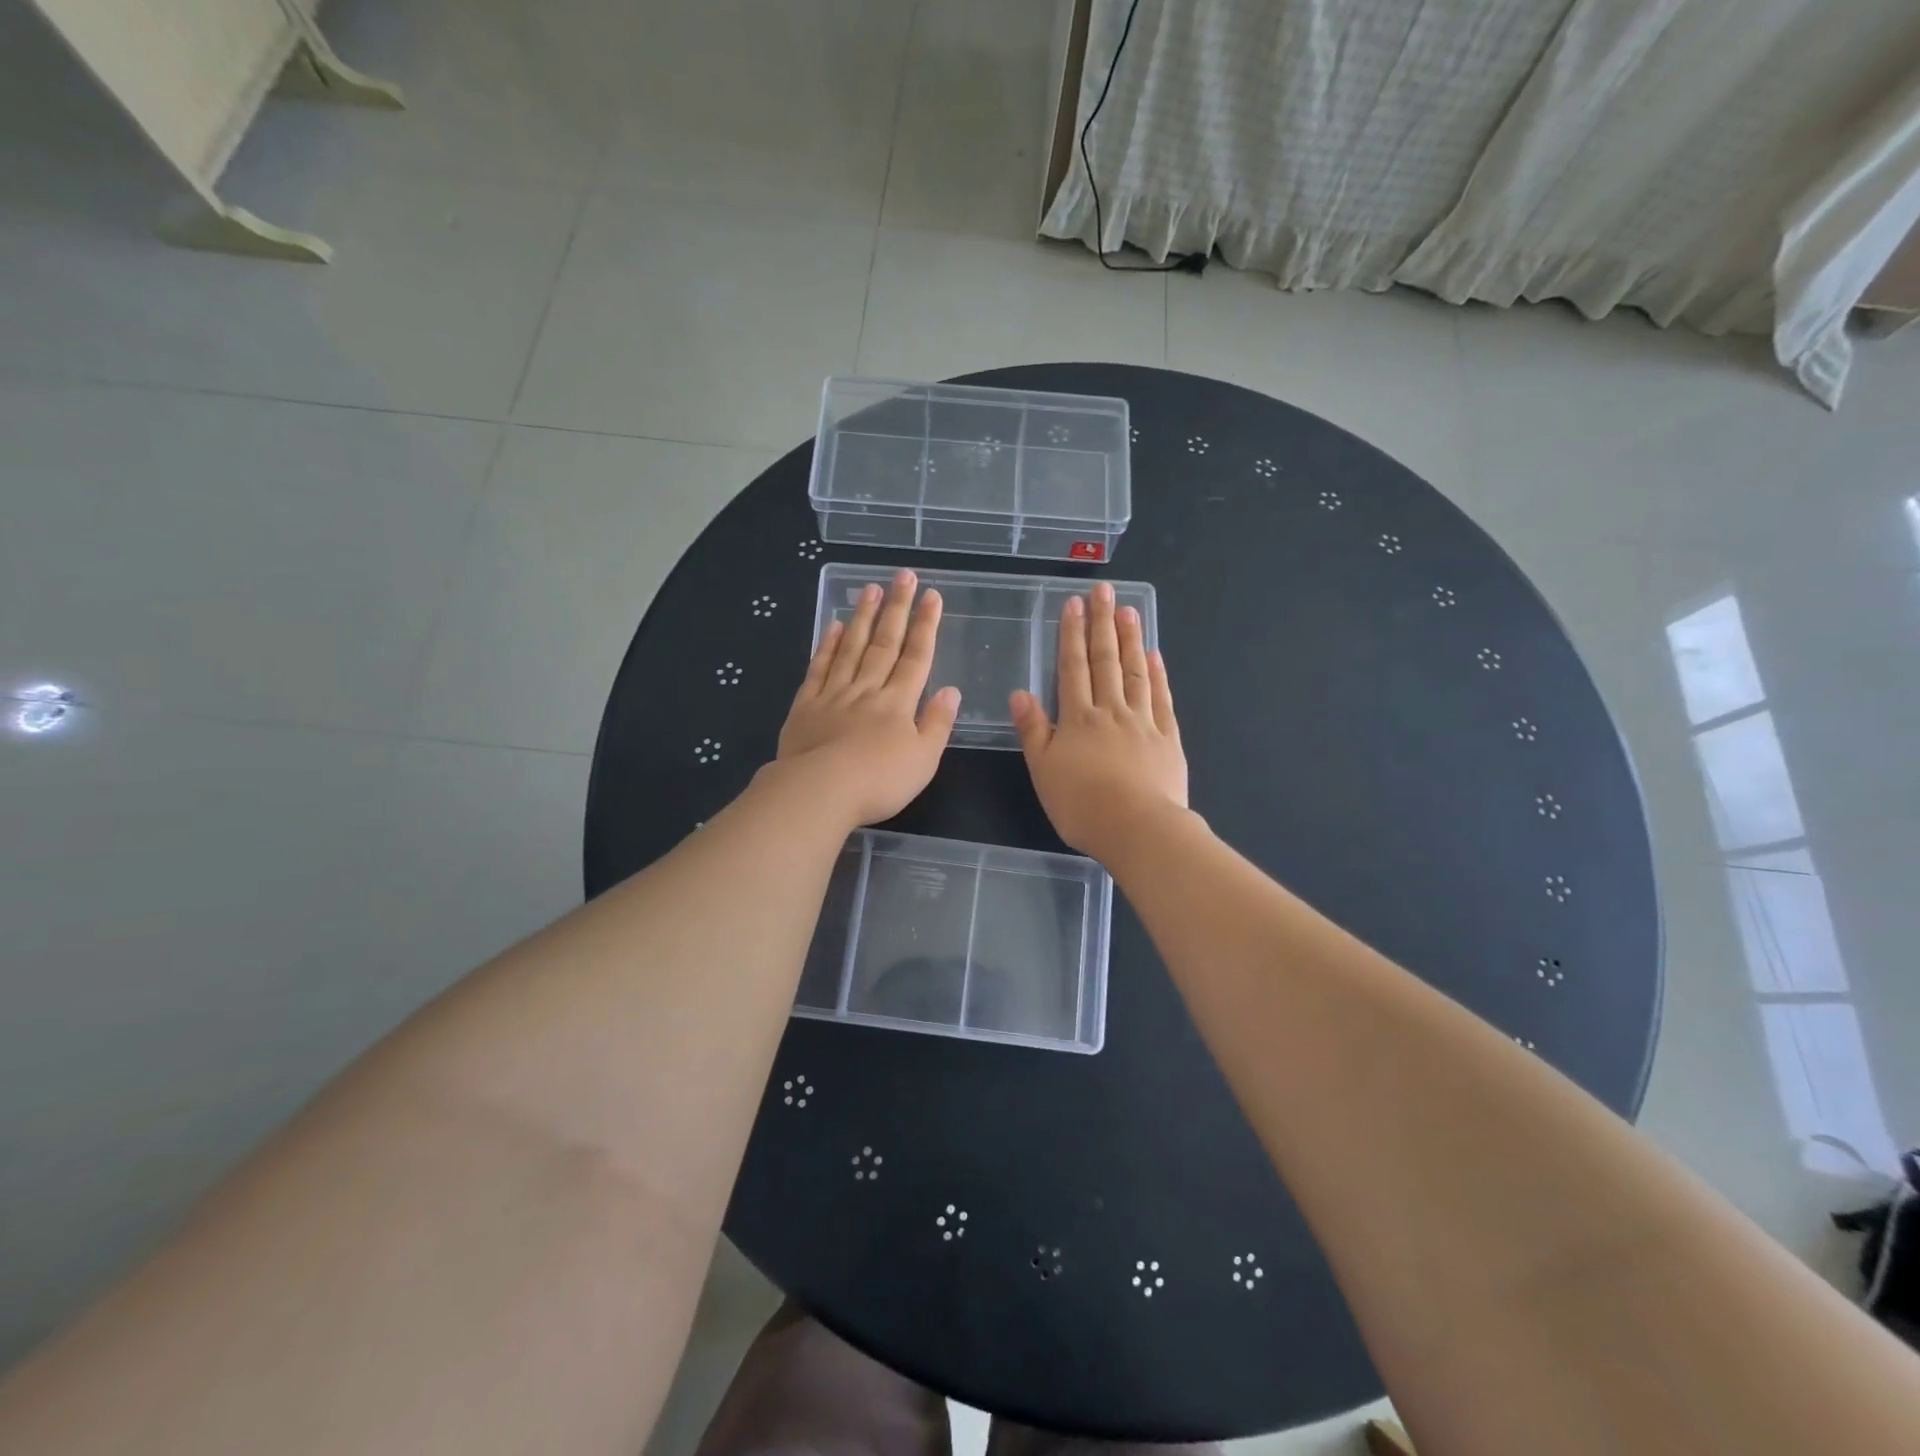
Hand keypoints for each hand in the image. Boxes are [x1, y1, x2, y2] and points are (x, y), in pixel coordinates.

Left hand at [775, 568, 959, 827]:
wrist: (820, 791)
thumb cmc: (879, 781)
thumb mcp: (923, 759)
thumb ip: (937, 723)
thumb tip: (951, 690)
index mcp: (898, 703)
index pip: (916, 656)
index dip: (925, 625)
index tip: (931, 595)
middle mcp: (867, 689)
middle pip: (885, 643)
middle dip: (896, 608)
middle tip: (902, 575)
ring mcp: (834, 694)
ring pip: (851, 648)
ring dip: (863, 617)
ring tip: (871, 588)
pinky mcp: (805, 706)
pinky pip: (819, 668)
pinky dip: (827, 645)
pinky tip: (834, 625)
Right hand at [1010, 580, 1187, 860]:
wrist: (1137, 829)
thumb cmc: (1082, 804)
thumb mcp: (1043, 770)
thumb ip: (1033, 730)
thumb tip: (1020, 692)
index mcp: (1078, 719)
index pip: (1073, 668)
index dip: (1071, 635)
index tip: (1073, 604)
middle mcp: (1111, 711)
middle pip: (1105, 660)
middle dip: (1102, 623)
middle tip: (1103, 590)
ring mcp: (1143, 722)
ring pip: (1135, 672)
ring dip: (1130, 639)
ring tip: (1128, 610)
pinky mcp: (1168, 738)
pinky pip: (1162, 698)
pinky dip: (1157, 675)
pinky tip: (1154, 655)